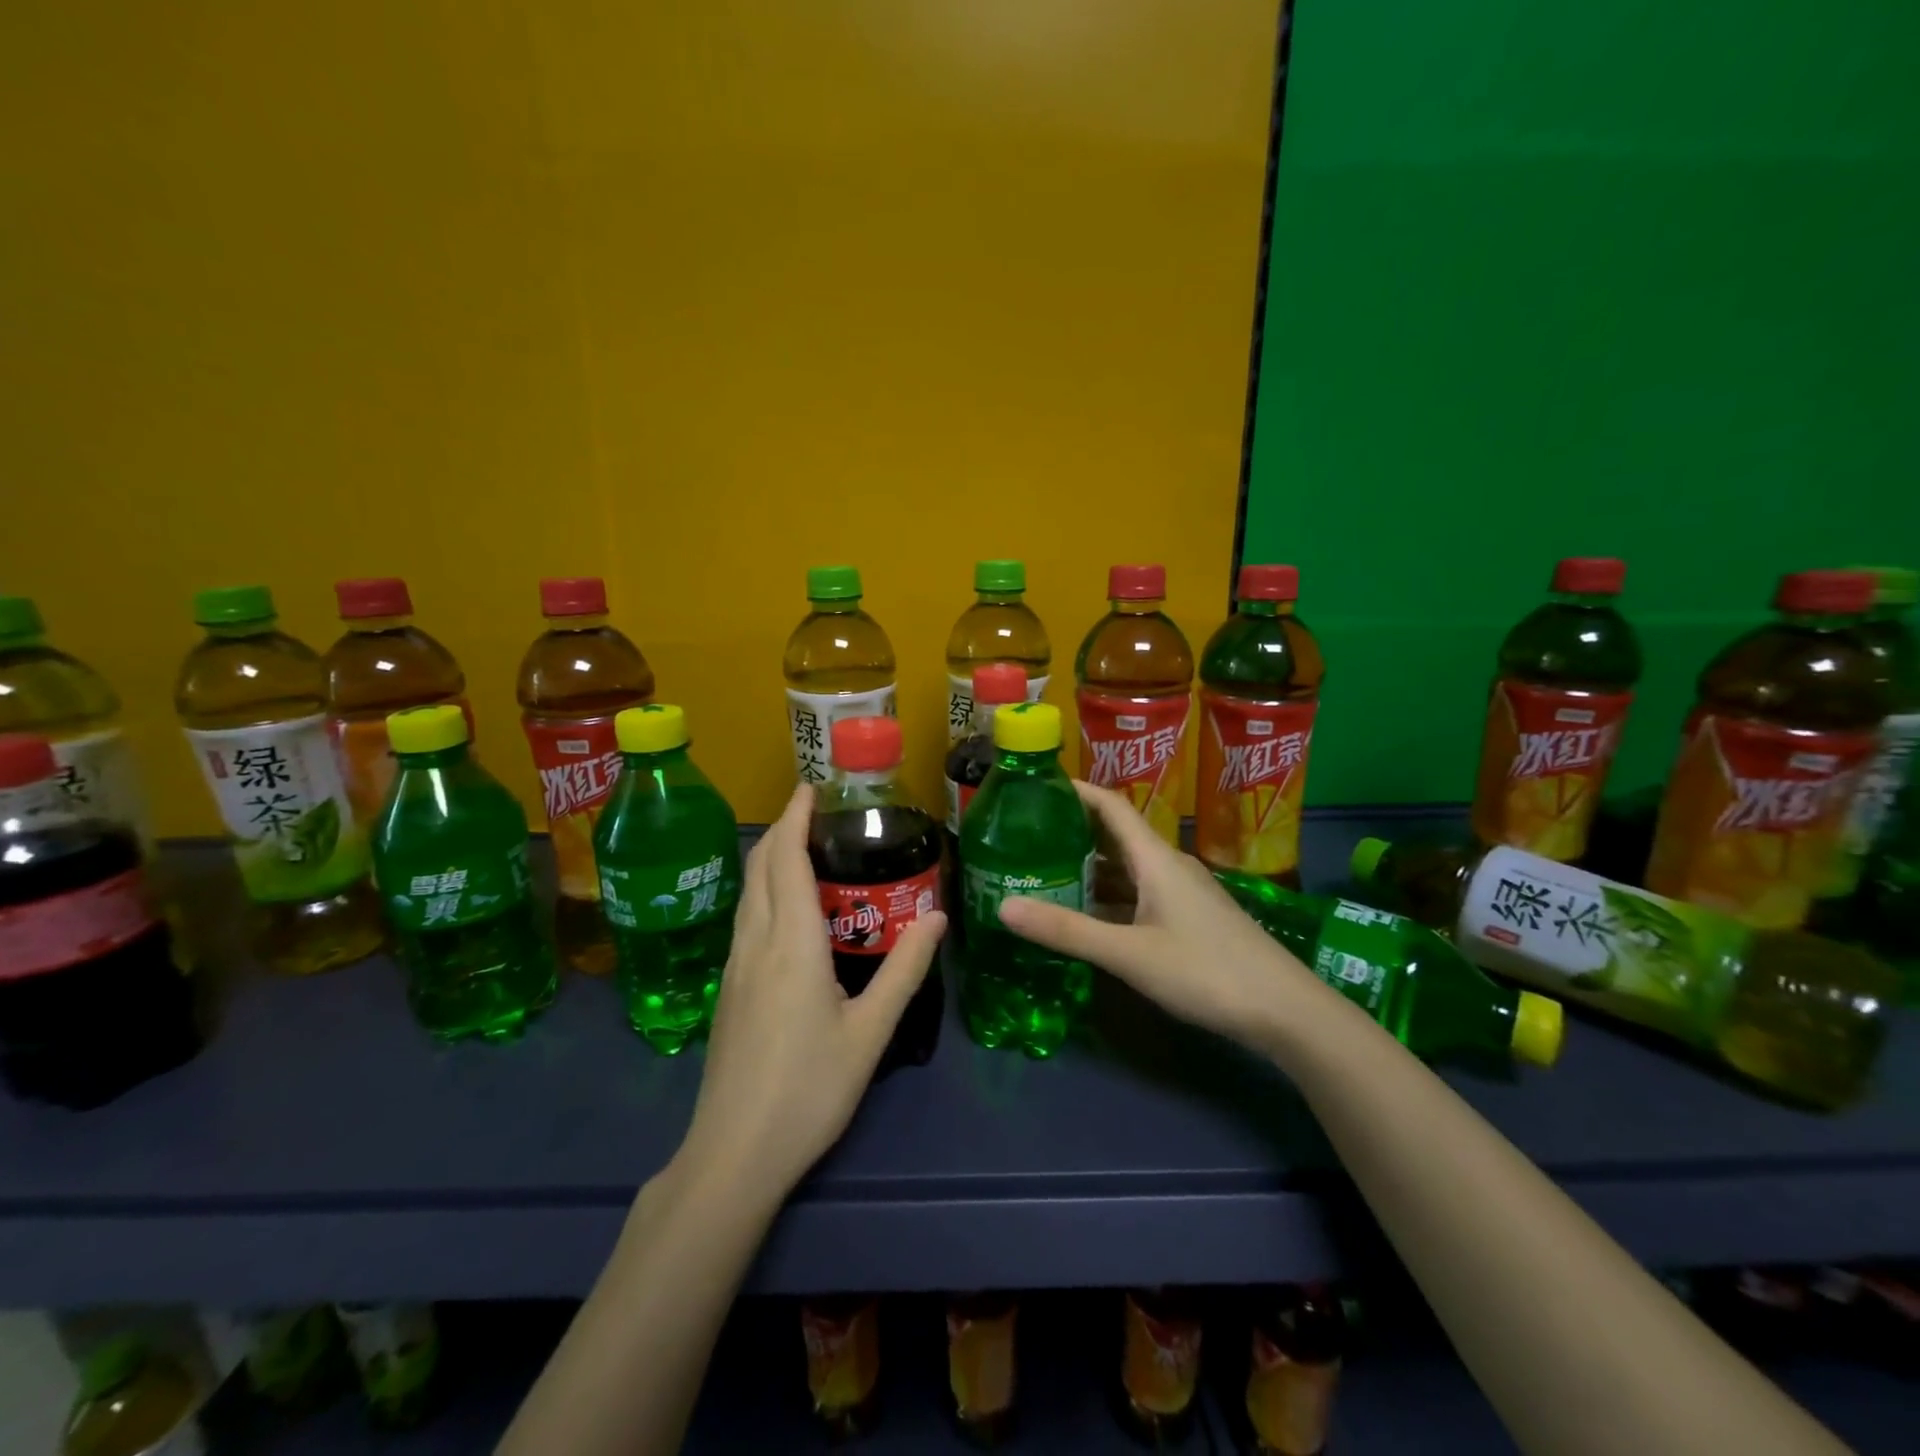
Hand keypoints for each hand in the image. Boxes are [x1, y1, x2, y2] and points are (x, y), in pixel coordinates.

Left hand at [680, 784, 946, 1201]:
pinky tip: (788, 911)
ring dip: (771, 860)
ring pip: (748, 893)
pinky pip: (745, 919)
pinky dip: (764, 891)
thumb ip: (905, 970)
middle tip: (817, 812)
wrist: (734, 1154)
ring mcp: (735, 967)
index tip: (811, 788)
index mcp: (791, 944)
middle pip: (760, 868)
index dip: (795, 817)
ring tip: (806, 849)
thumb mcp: (871, 1031)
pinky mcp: (729, 990)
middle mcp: (755, 943)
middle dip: (782, 829)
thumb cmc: (810, 1090)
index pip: (786, 860)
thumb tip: (939, 917)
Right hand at [996, 781, 1317, 1049]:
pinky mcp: (1189, 918)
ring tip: (1045, 871)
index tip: (1035, 786)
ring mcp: (1182, 893)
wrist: (1285, 1011)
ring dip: (1089, 865)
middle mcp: (1168, 866)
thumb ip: (1066, 931)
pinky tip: (1087, 914)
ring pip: (1126, 867)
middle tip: (1026, 834)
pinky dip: (1108, 895)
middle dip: (1072, 829)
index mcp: (1155, 858)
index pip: (1110, 805)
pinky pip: (1138, 892)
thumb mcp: (1129, 954)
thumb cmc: (1206, 971)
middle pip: (1115, 834)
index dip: (1075, 789)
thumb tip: (1003, 907)